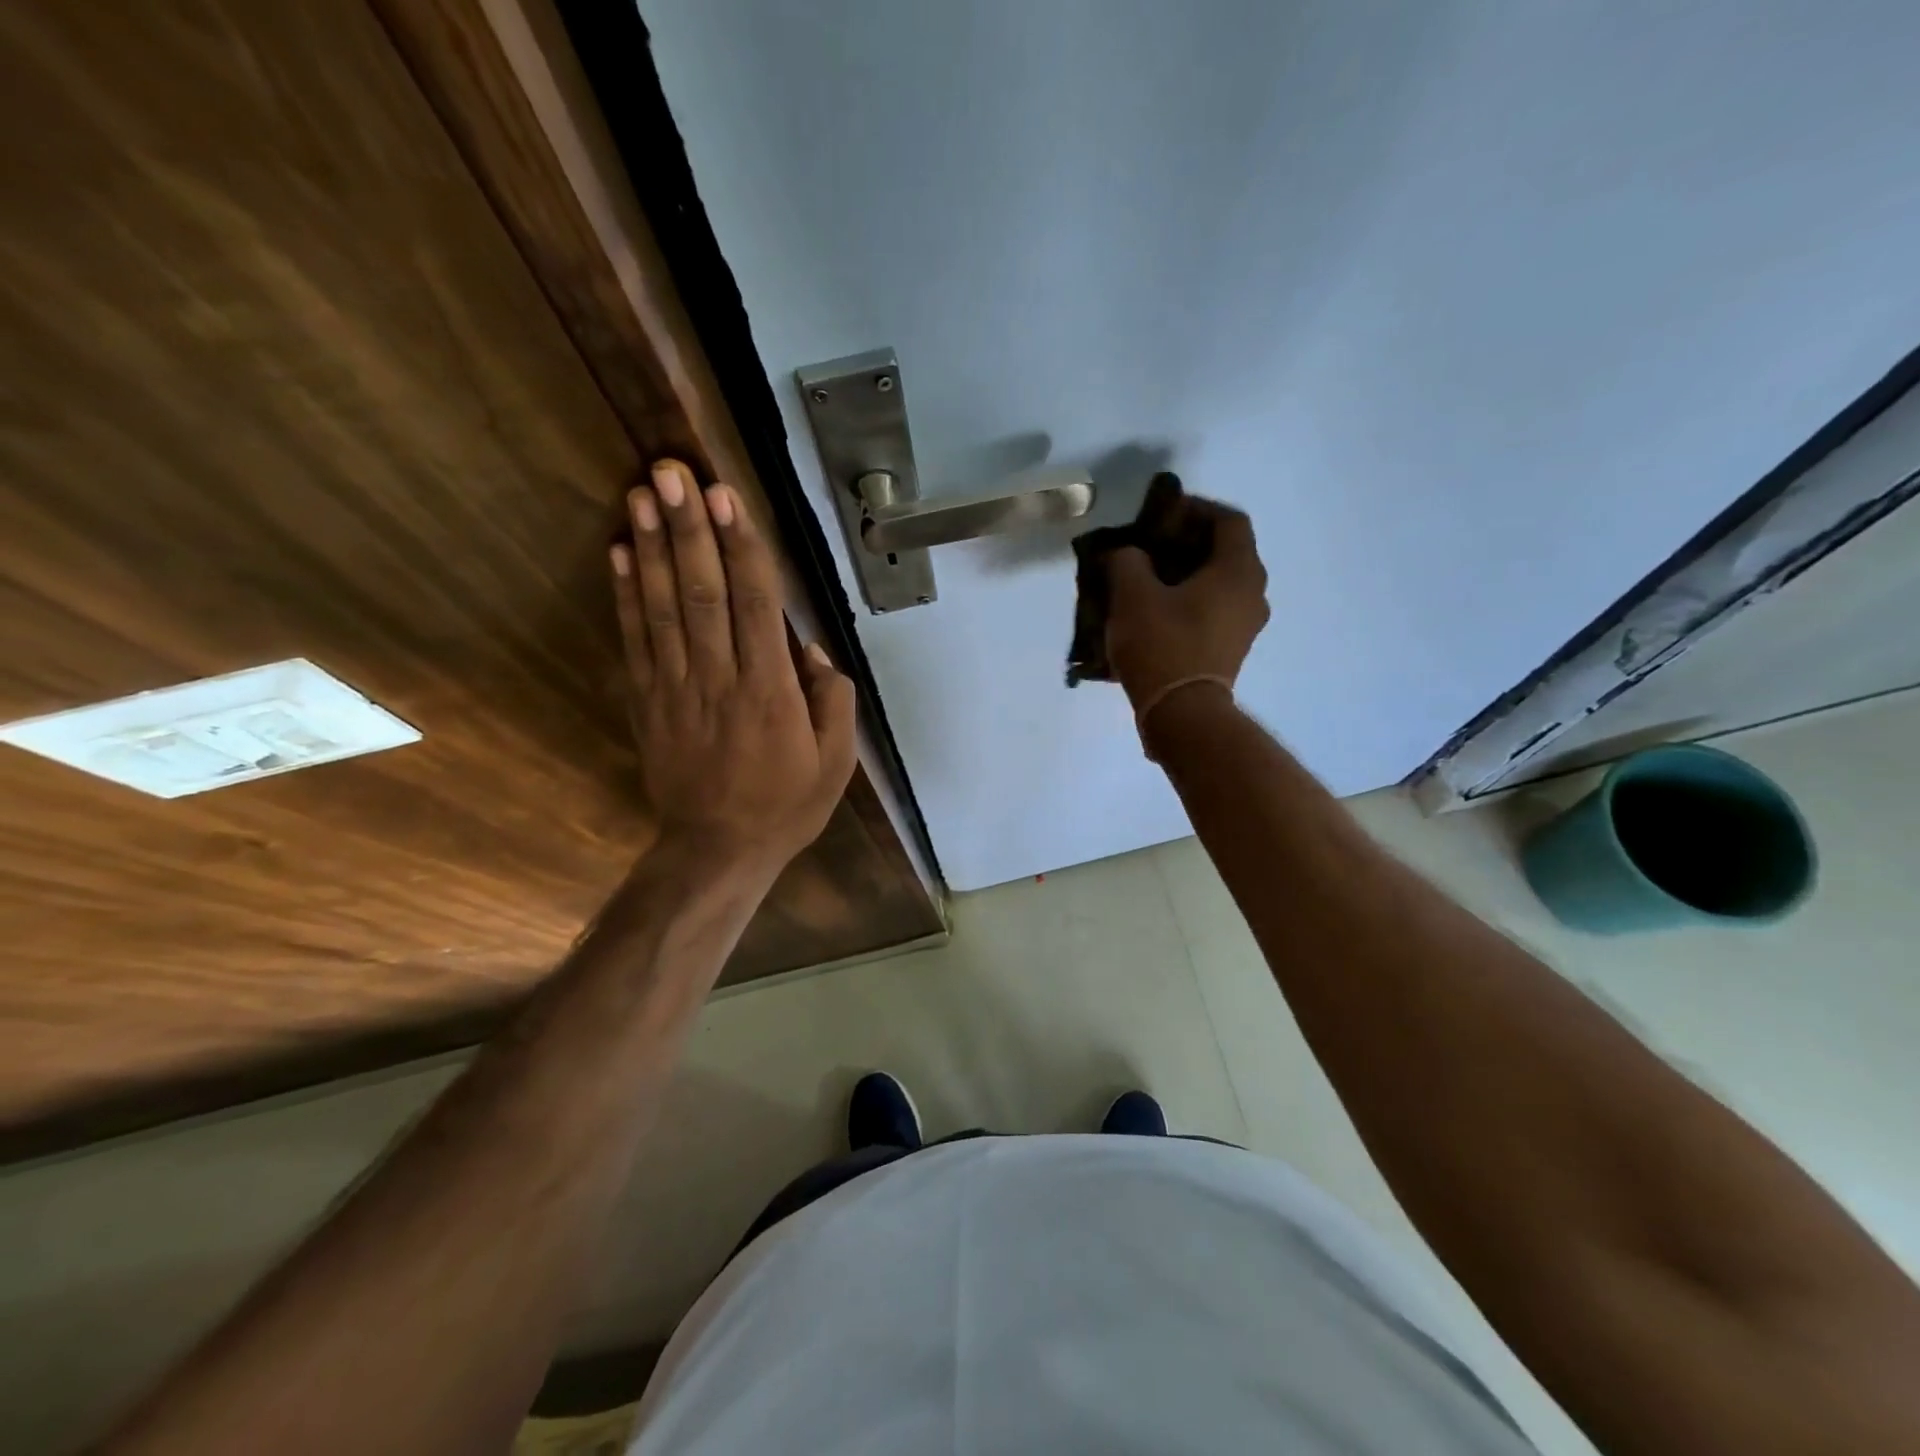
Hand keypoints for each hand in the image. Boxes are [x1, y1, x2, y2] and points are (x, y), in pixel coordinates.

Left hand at [612, 460, 855, 875]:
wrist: (717, 850)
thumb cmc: (785, 805)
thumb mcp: (835, 761)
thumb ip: (831, 700)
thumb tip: (809, 647)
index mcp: (770, 691)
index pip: (755, 605)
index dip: (741, 547)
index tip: (727, 497)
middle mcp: (719, 679)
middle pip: (702, 592)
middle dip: (688, 529)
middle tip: (672, 472)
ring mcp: (676, 688)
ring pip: (663, 608)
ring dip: (651, 548)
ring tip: (640, 494)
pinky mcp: (648, 701)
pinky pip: (635, 641)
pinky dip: (625, 595)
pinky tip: (619, 554)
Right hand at [1105, 501, 1269, 717]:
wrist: (1181, 713)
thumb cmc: (1162, 645)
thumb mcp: (1132, 594)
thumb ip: (1128, 560)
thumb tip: (1127, 554)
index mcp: (1239, 570)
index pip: (1228, 520)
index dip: (1195, 509)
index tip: (1161, 515)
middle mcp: (1253, 592)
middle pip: (1225, 552)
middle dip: (1188, 543)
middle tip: (1150, 546)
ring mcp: (1246, 624)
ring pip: (1219, 583)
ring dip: (1187, 575)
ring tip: (1149, 579)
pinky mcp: (1232, 649)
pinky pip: (1214, 610)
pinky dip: (1190, 601)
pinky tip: (1157, 611)